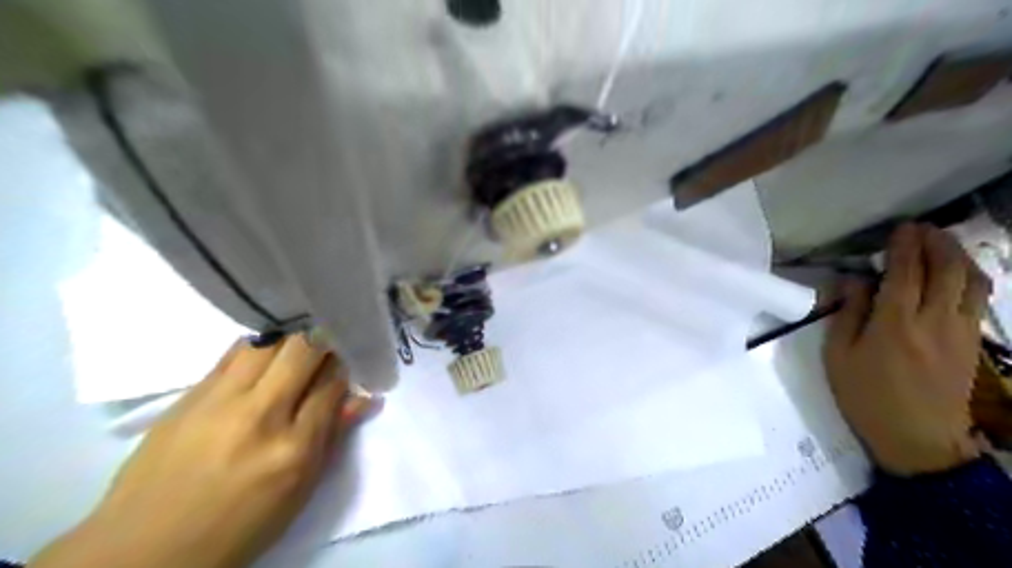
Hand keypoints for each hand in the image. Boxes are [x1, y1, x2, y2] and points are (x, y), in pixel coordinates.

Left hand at [32, 335, 380, 565]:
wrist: (144, 548)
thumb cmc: (238, 525)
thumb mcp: (299, 492)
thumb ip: (331, 437)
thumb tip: (364, 398)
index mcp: (293, 448)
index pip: (332, 385)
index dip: (346, 367)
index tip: (350, 361)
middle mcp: (260, 415)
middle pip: (304, 350)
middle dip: (324, 340)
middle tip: (329, 343)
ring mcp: (220, 401)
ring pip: (268, 341)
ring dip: (291, 337)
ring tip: (299, 342)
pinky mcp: (190, 395)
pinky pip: (234, 354)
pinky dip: (259, 347)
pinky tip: (265, 352)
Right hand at [825, 224, 993, 476]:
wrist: (917, 439)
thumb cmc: (865, 397)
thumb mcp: (837, 356)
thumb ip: (846, 314)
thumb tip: (851, 281)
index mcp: (894, 323)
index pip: (905, 272)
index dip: (905, 246)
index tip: (901, 228)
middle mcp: (933, 320)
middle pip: (945, 270)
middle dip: (936, 243)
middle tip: (922, 228)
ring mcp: (959, 330)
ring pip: (970, 281)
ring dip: (959, 256)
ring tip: (943, 243)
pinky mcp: (972, 342)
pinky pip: (977, 299)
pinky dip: (970, 277)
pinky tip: (958, 273)